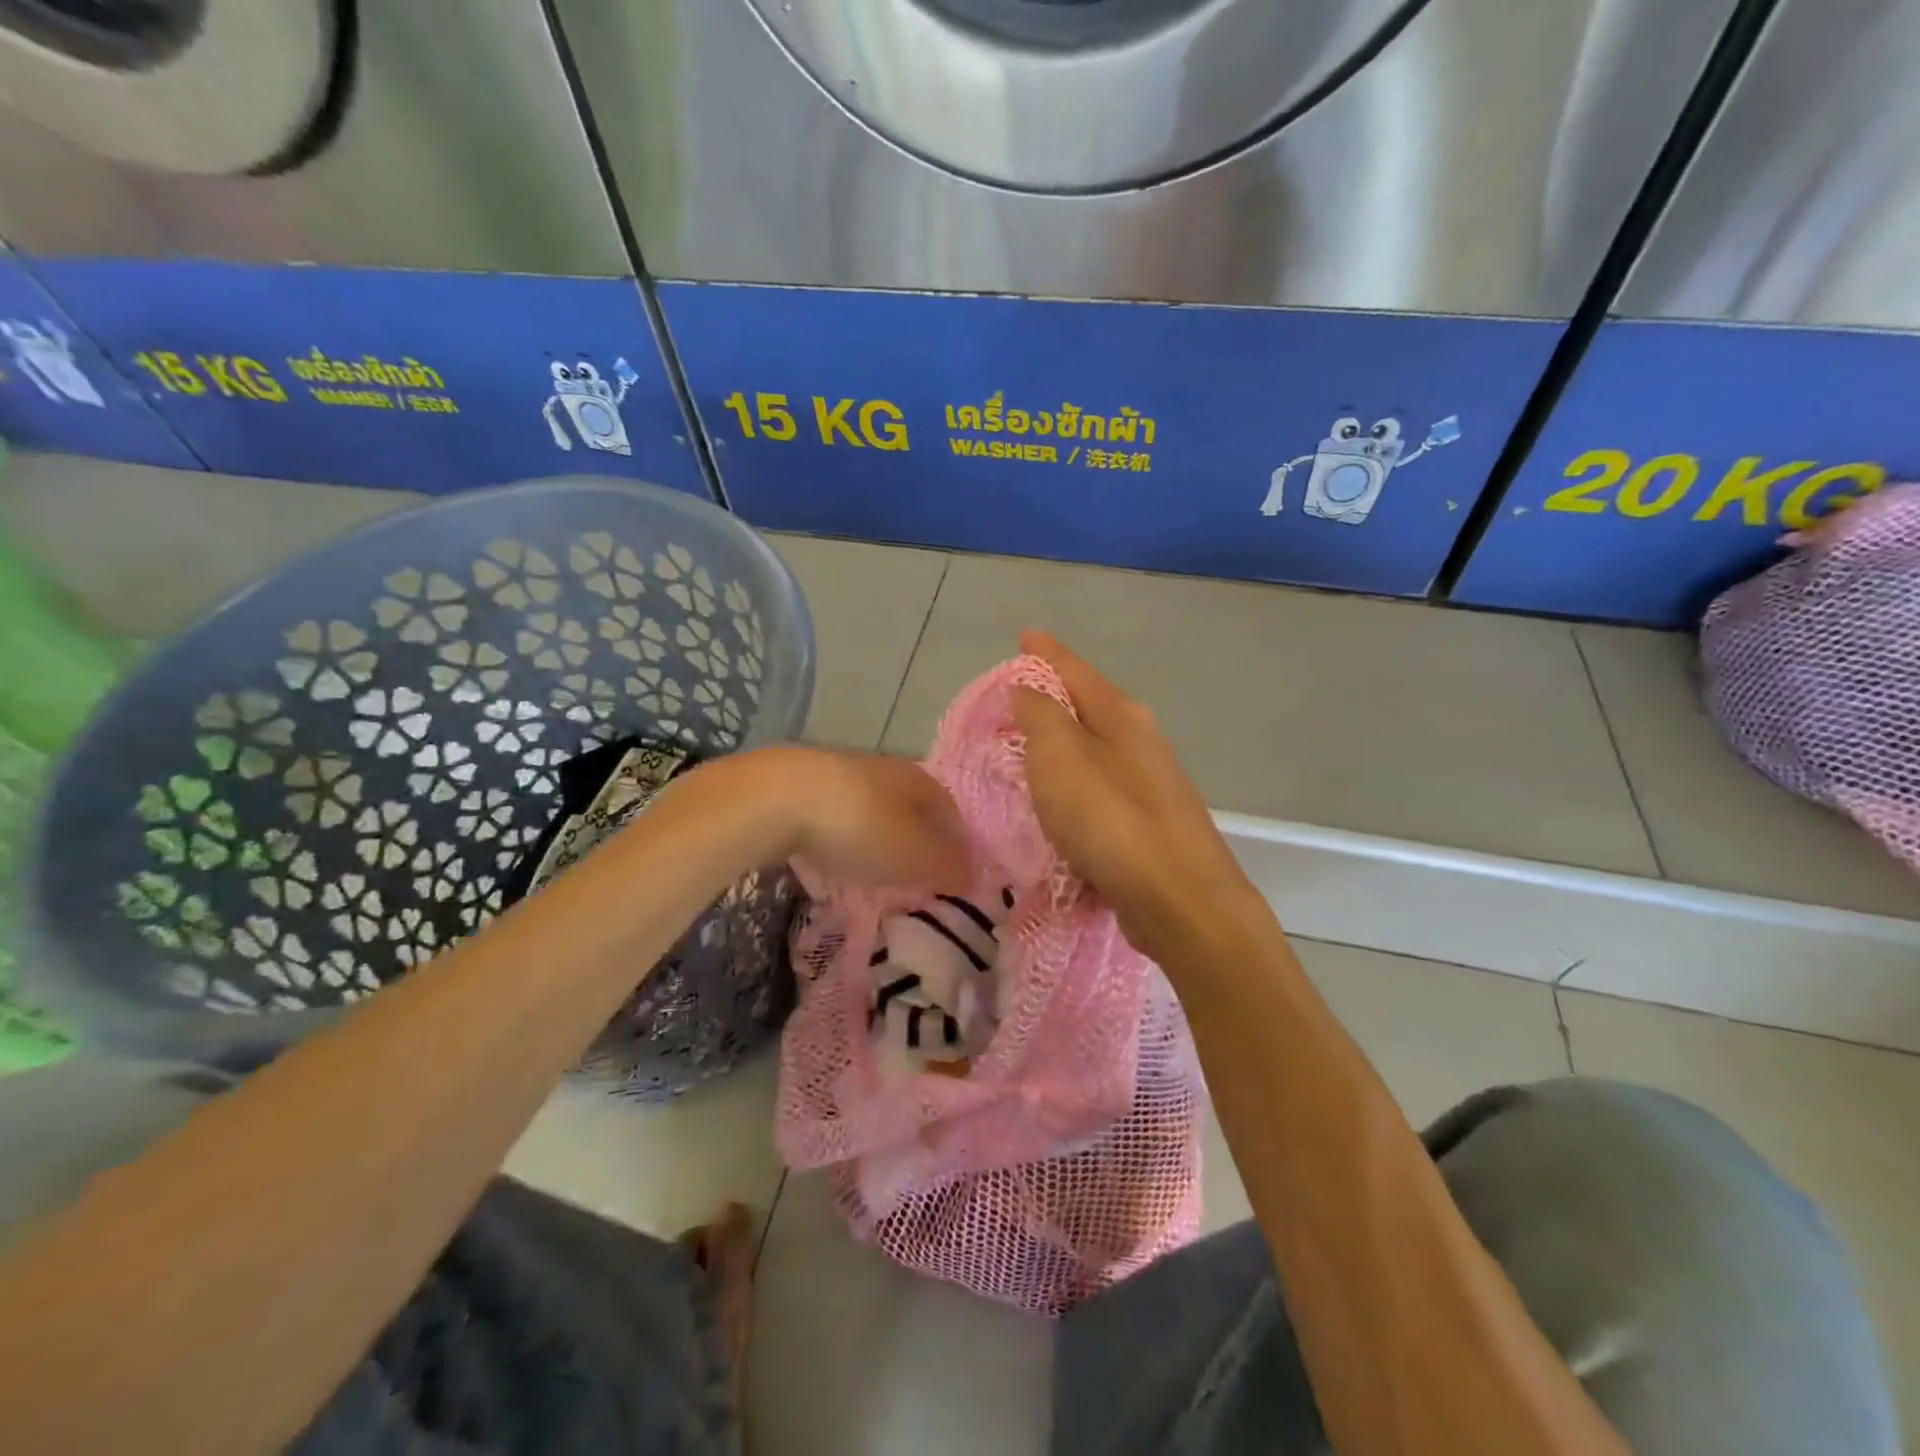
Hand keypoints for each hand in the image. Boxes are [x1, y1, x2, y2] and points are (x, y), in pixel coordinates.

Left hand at [748, 746, 970, 890]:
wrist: (778, 797)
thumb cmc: (860, 826)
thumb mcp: (915, 855)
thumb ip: (947, 865)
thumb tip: (971, 874)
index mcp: (920, 779)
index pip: (951, 811)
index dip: (957, 844)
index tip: (956, 874)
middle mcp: (887, 768)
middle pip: (913, 807)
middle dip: (918, 839)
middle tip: (919, 874)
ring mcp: (843, 772)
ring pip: (875, 808)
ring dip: (881, 836)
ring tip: (878, 868)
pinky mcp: (805, 784)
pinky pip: (840, 814)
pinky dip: (847, 834)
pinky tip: (837, 854)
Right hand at [1013, 631, 1257, 961]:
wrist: (1179, 901)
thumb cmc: (1110, 820)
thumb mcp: (1060, 756)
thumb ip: (1041, 715)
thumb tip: (1029, 688)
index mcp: (1121, 715)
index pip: (1075, 669)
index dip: (1046, 652)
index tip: (1025, 635)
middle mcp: (1141, 741)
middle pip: (1089, 706)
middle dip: (1054, 698)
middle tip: (1014, 698)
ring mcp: (1150, 785)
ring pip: (1095, 751)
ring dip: (1064, 745)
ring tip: (1029, 748)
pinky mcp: (1149, 826)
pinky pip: (1100, 792)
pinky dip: (1074, 788)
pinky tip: (1059, 804)